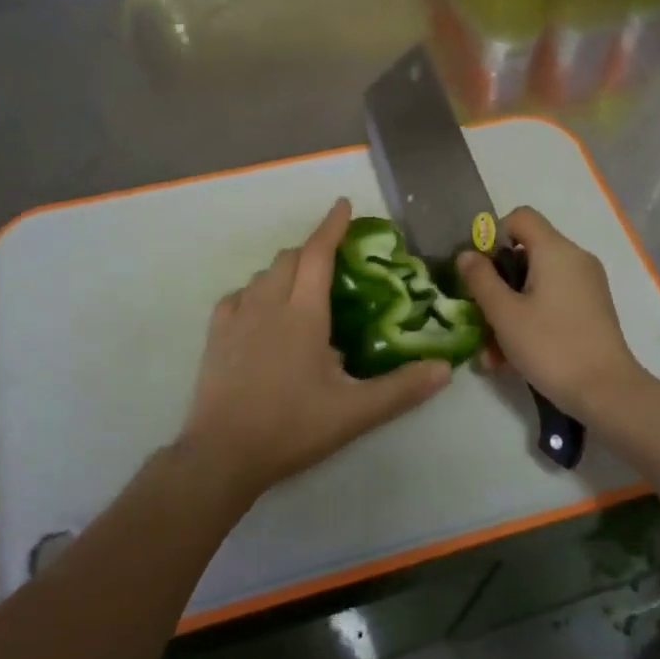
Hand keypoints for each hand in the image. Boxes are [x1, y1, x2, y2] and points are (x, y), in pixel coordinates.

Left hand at [174, 198, 451, 502]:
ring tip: (302, 289)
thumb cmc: (291, 427)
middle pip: (290, 258)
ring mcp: (236, 318)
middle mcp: (268, 304)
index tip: (343, 204)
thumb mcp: (354, 412)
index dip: (332, 226)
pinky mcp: (215, 336)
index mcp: (303, 314)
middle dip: (312, 249)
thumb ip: (401, 389)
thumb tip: (444, 369)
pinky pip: (238, 296)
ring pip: (263, 275)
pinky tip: (262, 312)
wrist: (222, 454)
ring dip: (286, 270)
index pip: (318, 254)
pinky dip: (256, 292)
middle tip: (333, 262)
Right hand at [456, 207, 642, 416]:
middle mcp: (575, 259)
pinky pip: (552, 301)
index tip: (480, 272)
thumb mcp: (504, 314)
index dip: (493, 236)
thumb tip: (467, 255)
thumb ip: (480, 279)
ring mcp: (587, 286)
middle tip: (480, 316)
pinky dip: (530, 319)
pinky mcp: (592, 310)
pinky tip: (512, 358)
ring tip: (491, 352)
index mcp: (555, 250)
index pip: (520, 217)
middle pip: (526, 253)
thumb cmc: (550, 346)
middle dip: (497, 283)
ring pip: (536, 284)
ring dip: (509, 310)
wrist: (607, 391)